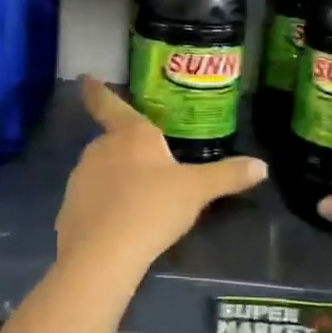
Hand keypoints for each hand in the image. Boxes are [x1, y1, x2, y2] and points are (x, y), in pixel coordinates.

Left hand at [56, 77, 267, 271]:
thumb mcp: (196, 191)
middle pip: (112, 141)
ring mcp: (80, 179)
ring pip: (101, 171)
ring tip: (140, 202)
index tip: (84, 77)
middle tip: (149, 167)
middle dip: (127, 151)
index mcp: (130, 134)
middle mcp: (100, 149)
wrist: (103, 255)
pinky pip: (91, 201)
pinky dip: (104, 208)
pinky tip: (121, 227)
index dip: (98, 91)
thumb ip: (228, 176)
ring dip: (116, 179)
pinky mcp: (69, 209)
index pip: (110, 104)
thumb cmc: (152, 208)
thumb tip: (262, 166)